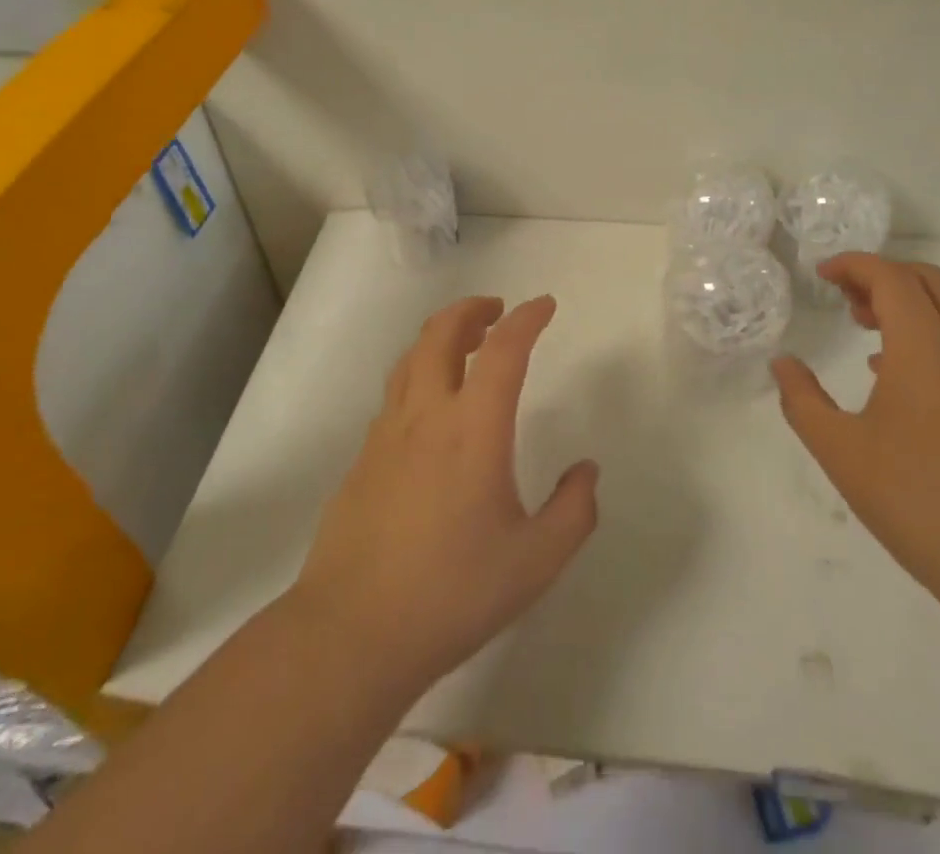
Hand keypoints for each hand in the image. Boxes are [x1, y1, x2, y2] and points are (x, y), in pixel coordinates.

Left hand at [293, 295, 598, 695]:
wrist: (352, 633)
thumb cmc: (452, 592)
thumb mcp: (535, 561)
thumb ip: (573, 511)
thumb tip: (587, 471)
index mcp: (473, 428)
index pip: (503, 350)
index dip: (527, 319)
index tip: (545, 305)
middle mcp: (426, 415)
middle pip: (441, 333)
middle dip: (472, 310)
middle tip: (497, 311)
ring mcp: (386, 434)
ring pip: (411, 358)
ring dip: (441, 335)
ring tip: (465, 344)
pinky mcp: (363, 458)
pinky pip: (395, 394)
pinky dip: (420, 374)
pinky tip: (432, 408)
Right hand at [772, 255, 939, 612]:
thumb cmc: (917, 499)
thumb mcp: (840, 450)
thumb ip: (802, 400)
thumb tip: (782, 364)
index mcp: (924, 346)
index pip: (891, 277)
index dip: (853, 265)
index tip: (821, 275)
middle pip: (927, 280)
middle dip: (882, 275)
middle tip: (843, 296)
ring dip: (907, 303)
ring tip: (864, 327)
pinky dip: (927, 334)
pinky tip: (895, 375)